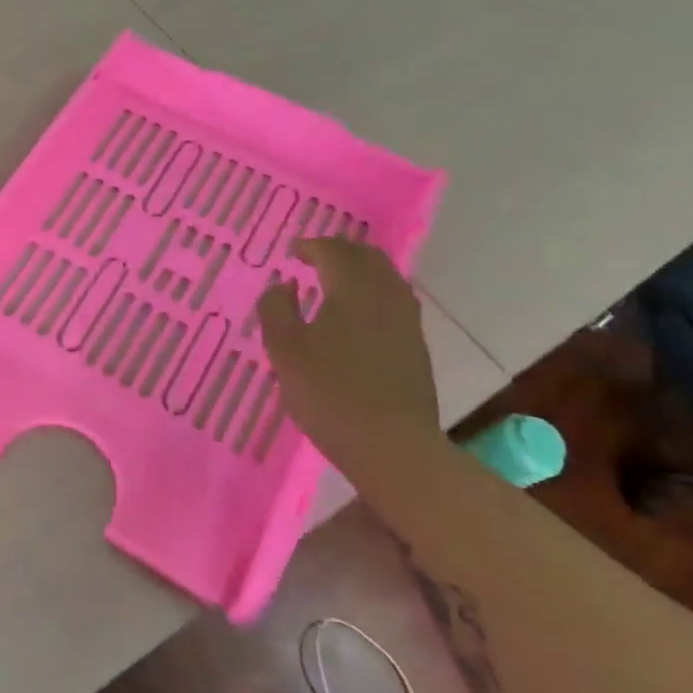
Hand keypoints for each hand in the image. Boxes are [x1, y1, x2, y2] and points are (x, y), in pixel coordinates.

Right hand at [256, 238, 438, 453]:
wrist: (393, 446)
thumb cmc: (330, 393)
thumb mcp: (284, 350)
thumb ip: (277, 309)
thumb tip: (284, 285)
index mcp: (351, 290)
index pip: (334, 252)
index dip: (312, 246)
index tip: (293, 252)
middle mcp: (385, 296)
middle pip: (368, 257)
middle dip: (340, 252)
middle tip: (315, 259)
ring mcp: (406, 322)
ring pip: (387, 278)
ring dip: (360, 271)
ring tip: (337, 282)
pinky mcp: (415, 347)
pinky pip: (395, 302)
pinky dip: (373, 294)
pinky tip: (358, 316)